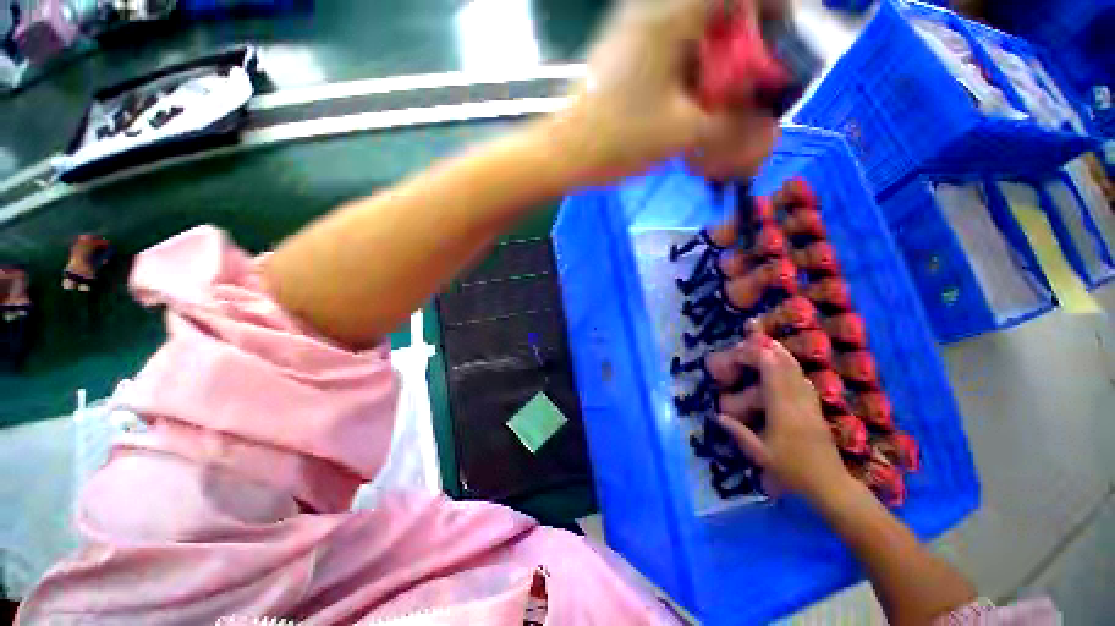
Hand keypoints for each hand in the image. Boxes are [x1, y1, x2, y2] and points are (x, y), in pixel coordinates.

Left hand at [536, 0, 780, 185]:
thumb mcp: (681, 133)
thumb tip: (766, 125)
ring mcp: (635, 29)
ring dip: (714, 57)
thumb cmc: (617, 140)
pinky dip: (689, 67)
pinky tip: (687, 99)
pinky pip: (671, 45)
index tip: (783, 37)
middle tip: (748, 80)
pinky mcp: (625, 52)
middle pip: (717, 9)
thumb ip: (731, 125)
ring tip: (718, 96)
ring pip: (693, 28)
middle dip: (742, 41)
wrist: (564, 153)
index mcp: (672, 15)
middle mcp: (653, 10)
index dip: (772, 6)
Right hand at [716, 330, 854, 502]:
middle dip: (771, 351)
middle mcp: (798, 403)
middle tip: (757, 338)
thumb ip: (738, 432)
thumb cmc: (792, 470)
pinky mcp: (816, 410)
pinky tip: (788, 366)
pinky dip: (793, 369)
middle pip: (786, 369)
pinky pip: (805, 382)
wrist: (830, 484)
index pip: (772, 376)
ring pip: (798, 373)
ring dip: (784, 357)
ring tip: (771, 344)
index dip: (760, 358)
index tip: (744, 348)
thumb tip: (717, 415)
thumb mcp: (760, 453)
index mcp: (782, 412)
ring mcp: (810, 405)